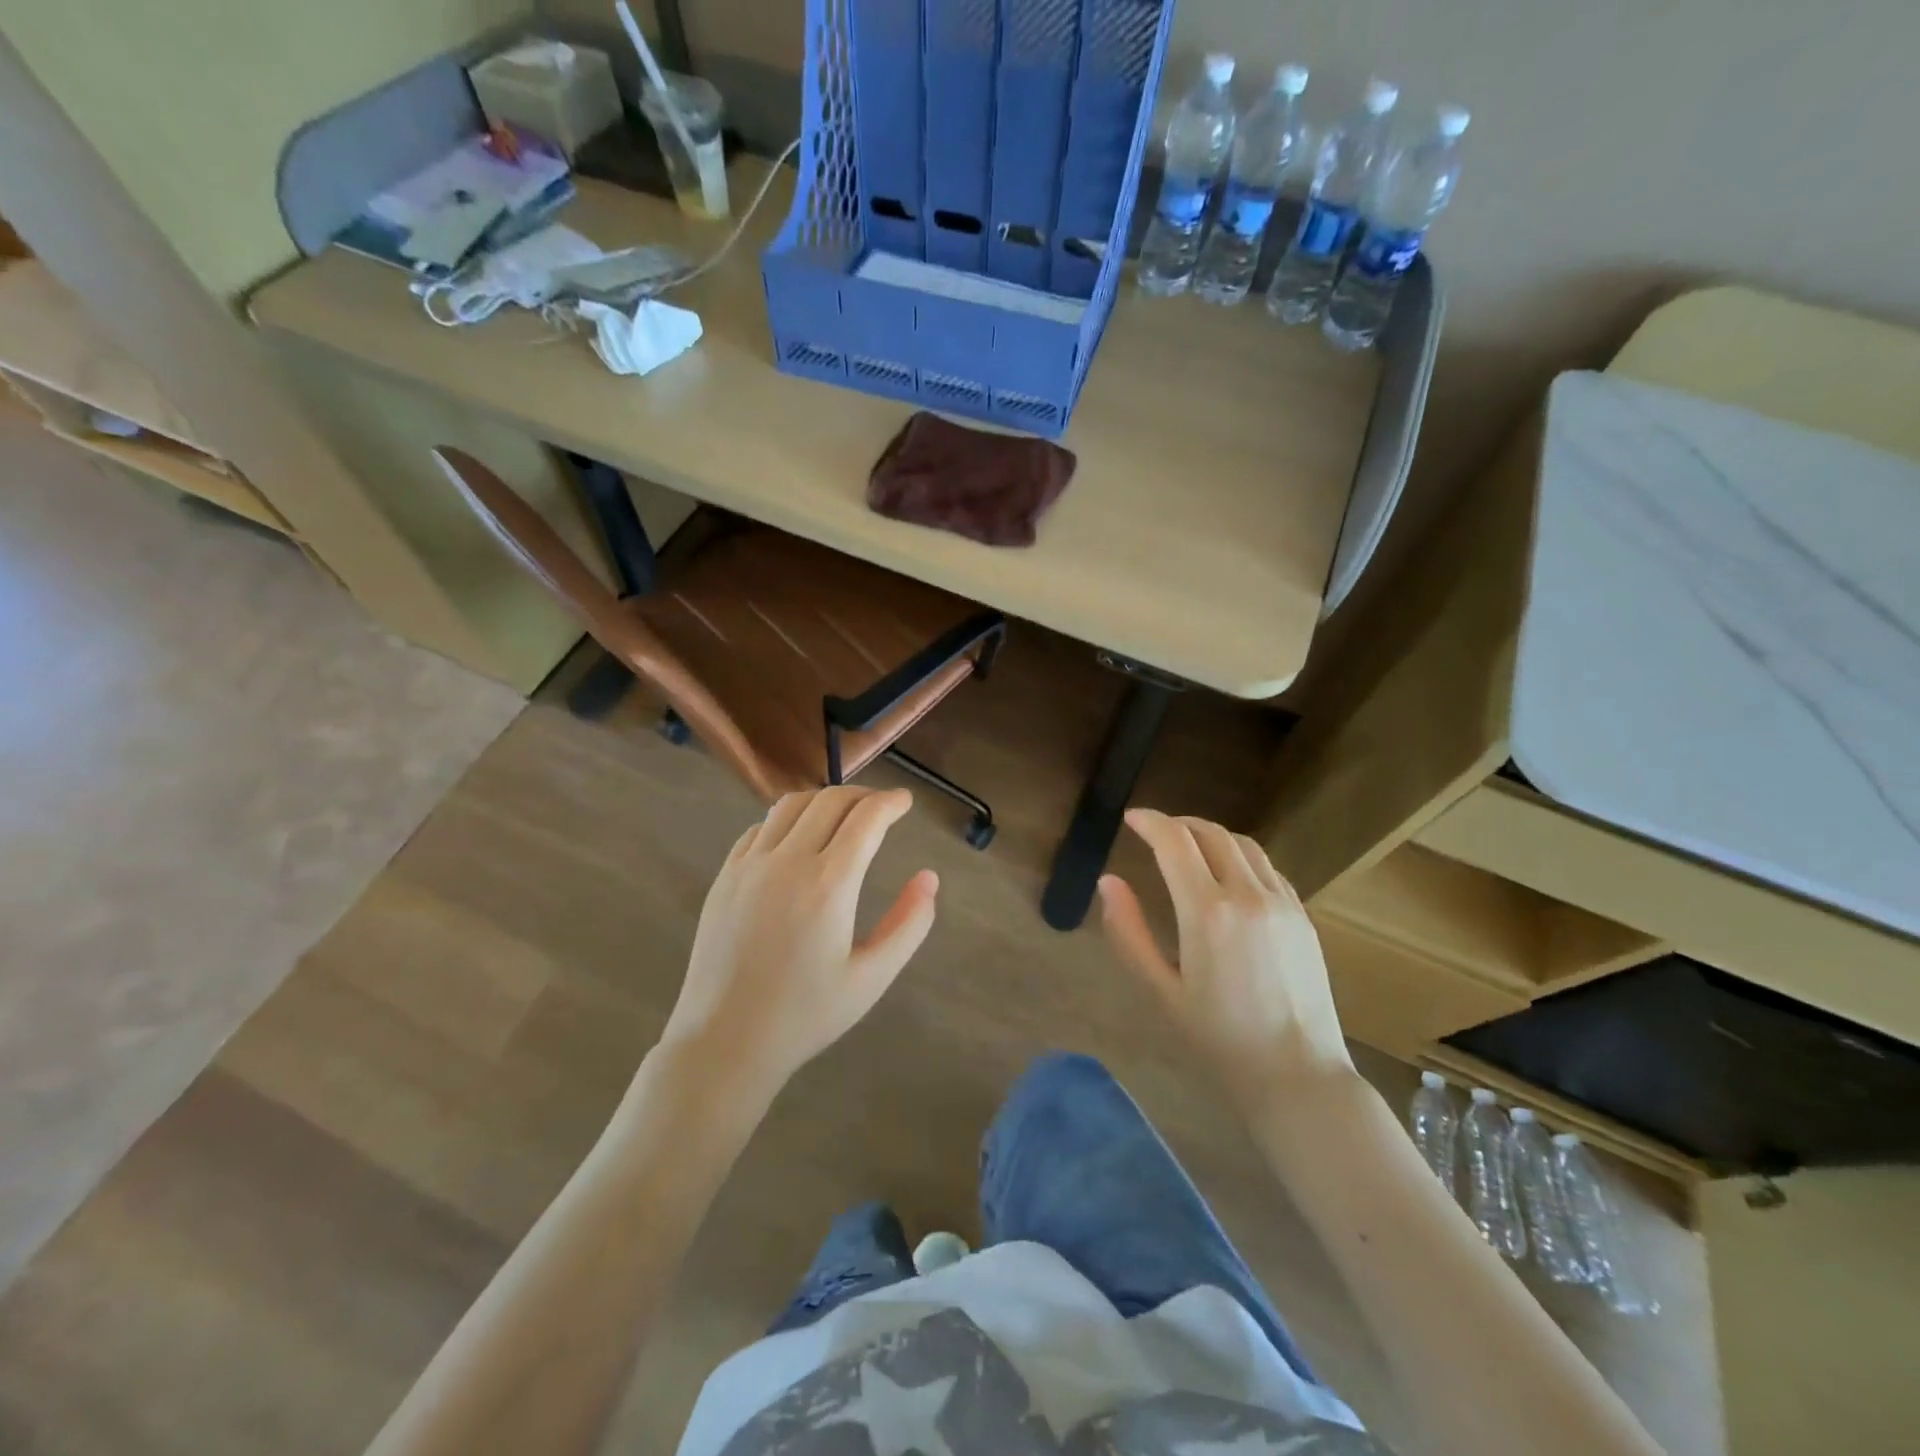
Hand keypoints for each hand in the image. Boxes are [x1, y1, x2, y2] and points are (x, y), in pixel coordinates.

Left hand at [659, 787, 937, 1099]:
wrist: (725, 1041)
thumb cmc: (806, 1015)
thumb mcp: (871, 977)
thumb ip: (909, 924)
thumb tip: (929, 878)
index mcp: (829, 885)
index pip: (866, 819)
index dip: (891, 803)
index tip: (906, 801)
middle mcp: (788, 862)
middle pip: (830, 801)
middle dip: (863, 795)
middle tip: (881, 808)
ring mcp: (750, 866)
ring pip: (791, 805)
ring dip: (823, 800)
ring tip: (842, 815)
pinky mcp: (725, 877)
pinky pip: (759, 828)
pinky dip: (786, 820)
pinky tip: (796, 840)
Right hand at [1097, 809, 1353, 1110]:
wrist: (1297, 1074)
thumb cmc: (1218, 1037)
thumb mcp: (1161, 989)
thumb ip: (1129, 932)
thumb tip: (1108, 882)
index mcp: (1206, 912)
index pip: (1174, 841)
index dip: (1150, 821)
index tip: (1131, 818)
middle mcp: (1247, 895)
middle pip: (1210, 833)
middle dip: (1178, 823)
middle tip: (1155, 831)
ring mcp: (1282, 903)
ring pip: (1243, 844)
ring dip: (1211, 835)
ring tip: (1189, 845)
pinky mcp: (1302, 916)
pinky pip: (1268, 868)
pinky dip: (1240, 857)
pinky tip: (1228, 875)